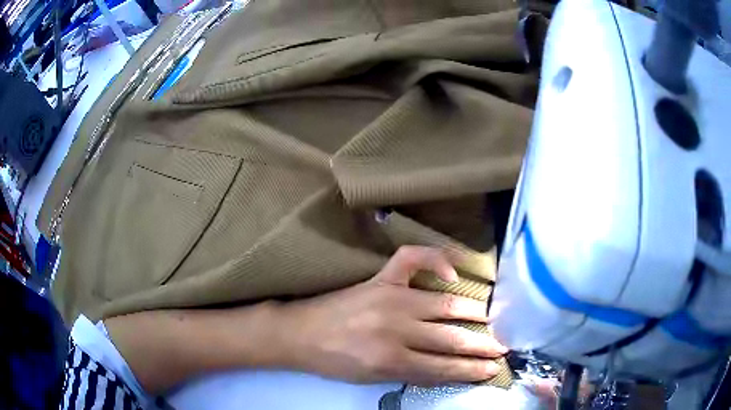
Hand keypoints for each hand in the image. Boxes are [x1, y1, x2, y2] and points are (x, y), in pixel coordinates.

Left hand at [275, 246, 508, 384]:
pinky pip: (412, 259)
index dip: (473, 370)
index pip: (444, 368)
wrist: (299, 334)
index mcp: (391, 360)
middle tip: (504, 346)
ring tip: (494, 318)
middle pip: (451, 339)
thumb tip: (449, 369)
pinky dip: (436, 259)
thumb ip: (412, 373)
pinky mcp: (380, 279)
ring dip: (475, 313)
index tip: (494, 369)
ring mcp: (390, 298)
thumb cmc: (334, 362)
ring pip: (445, 305)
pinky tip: (453, 272)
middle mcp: (396, 329)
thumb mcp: (372, 379)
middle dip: (483, 345)